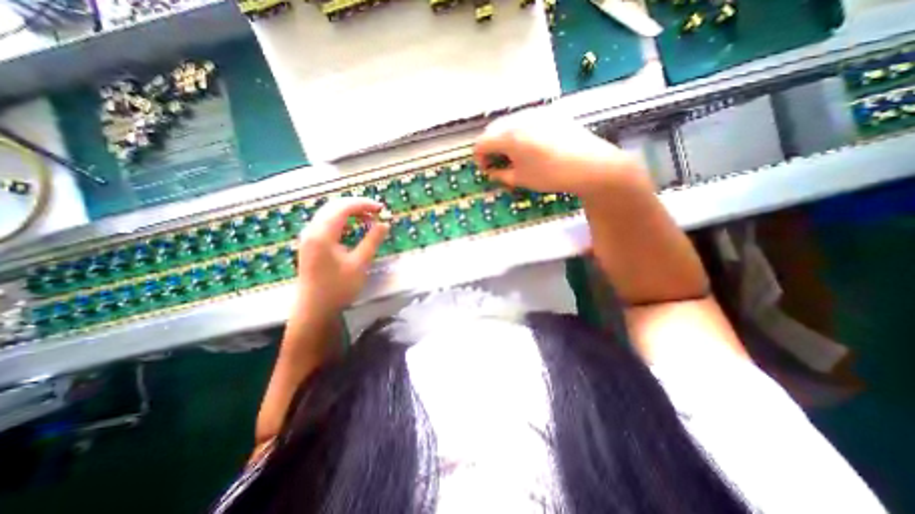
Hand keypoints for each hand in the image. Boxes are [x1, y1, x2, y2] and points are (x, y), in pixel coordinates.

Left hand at [297, 198, 388, 314]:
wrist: (314, 309)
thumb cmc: (338, 288)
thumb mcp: (360, 264)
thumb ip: (372, 241)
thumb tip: (384, 224)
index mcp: (322, 234)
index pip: (343, 207)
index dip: (363, 204)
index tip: (381, 208)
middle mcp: (312, 230)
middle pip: (334, 206)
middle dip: (357, 205)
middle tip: (377, 212)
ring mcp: (309, 237)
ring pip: (329, 213)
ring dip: (349, 212)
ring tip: (368, 218)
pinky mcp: (310, 244)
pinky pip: (326, 223)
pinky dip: (342, 220)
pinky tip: (353, 228)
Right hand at [475, 110, 646, 196]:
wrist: (590, 165)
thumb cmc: (551, 175)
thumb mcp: (521, 179)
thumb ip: (500, 174)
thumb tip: (491, 170)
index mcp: (509, 136)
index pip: (481, 142)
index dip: (478, 157)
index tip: (485, 169)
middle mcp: (519, 118)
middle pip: (493, 129)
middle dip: (490, 146)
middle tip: (496, 162)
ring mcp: (536, 112)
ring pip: (509, 122)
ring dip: (503, 138)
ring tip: (512, 154)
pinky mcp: (550, 112)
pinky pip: (525, 119)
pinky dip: (518, 131)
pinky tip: (529, 145)